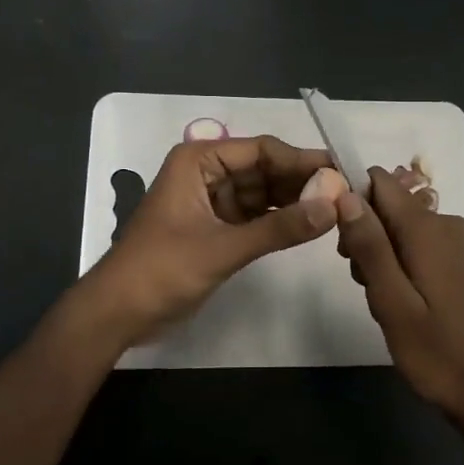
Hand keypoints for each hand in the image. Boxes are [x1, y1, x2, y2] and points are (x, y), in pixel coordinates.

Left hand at [81, 134, 338, 346]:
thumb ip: (279, 229)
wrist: (117, 314)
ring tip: (336, 209)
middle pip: (265, 169)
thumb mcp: (223, 248)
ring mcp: (211, 200)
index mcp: (199, 160)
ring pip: (262, 192)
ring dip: (294, 200)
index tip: (342, 172)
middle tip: (346, 193)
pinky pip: (255, 215)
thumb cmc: (162, 270)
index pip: (261, 150)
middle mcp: (207, 171)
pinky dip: (279, 220)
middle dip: (301, 181)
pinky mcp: (215, 227)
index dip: (302, 160)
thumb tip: (333, 206)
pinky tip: (309, 225)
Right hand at [336, 167, 463, 423]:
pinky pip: (418, 242)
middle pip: (388, 205)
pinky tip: (403, 301)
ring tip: (385, 300)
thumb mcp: (392, 302)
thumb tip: (346, 194)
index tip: (344, 242)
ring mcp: (457, 241)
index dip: (353, 201)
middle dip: (365, 235)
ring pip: (400, 226)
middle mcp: (445, 223)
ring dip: (381, 254)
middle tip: (364, 283)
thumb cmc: (436, 352)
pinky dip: (401, 262)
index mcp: (428, 228)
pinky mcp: (460, 260)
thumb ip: (369, 246)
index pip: (380, 182)